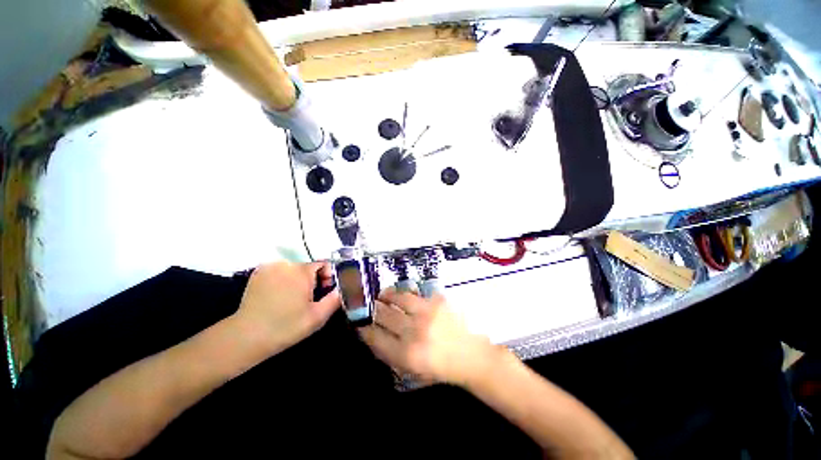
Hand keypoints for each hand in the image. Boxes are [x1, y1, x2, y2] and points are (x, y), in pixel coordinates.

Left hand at [234, 261, 340, 353]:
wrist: (247, 336)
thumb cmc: (286, 326)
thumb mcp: (318, 316)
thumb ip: (335, 299)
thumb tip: (343, 288)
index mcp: (302, 271)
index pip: (323, 263)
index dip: (328, 276)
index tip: (324, 291)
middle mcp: (286, 263)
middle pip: (308, 264)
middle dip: (314, 278)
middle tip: (309, 297)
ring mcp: (270, 267)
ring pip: (294, 267)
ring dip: (299, 277)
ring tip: (294, 297)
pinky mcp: (258, 273)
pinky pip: (279, 269)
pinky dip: (284, 277)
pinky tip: (279, 294)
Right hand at [360, 289, 496, 385]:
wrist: (472, 355)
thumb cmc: (441, 367)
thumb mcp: (412, 371)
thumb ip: (391, 354)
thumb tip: (372, 335)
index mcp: (406, 355)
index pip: (375, 337)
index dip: (363, 328)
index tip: (358, 322)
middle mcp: (414, 332)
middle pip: (383, 315)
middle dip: (371, 309)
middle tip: (368, 304)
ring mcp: (426, 314)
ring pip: (397, 298)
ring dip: (385, 295)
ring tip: (381, 294)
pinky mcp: (437, 302)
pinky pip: (413, 293)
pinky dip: (403, 293)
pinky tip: (400, 294)